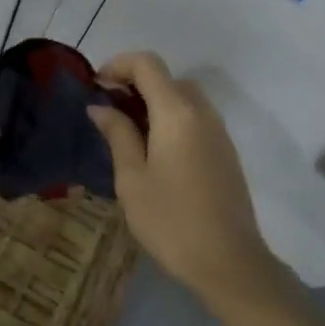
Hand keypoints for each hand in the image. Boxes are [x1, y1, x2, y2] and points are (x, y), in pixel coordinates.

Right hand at [88, 52, 283, 307]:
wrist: (228, 261)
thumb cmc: (170, 220)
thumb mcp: (132, 178)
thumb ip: (117, 134)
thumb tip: (101, 106)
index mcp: (176, 112)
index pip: (148, 64)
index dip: (118, 65)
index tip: (96, 87)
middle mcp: (202, 112)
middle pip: (167, 77)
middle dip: (135, 83)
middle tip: (108, 111)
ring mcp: (219, 132)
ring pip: (184, 97)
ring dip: (154, 101)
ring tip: (128, 131)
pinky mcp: (226, 151)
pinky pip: (196, 118)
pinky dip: (172, 118)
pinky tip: (155, 150)